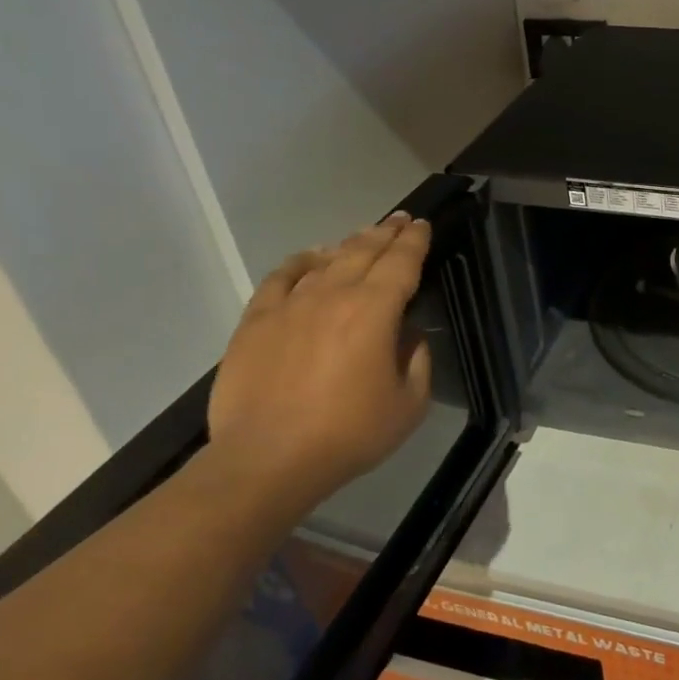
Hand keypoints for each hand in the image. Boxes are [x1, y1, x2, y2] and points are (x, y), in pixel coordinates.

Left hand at [207, 213, 433, 510]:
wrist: (268, 458)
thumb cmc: (349, 434)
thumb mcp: (409, 405)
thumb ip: (417, 360)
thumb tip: (408, 335)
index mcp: (375, 311)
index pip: (401, 262)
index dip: (415, 241)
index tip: (422, 226)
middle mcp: (333, 295)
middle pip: (364, 251)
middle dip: (386, 232)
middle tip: (400, 220)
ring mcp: (290, 304)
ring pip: (326, 259)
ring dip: (350, 244)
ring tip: (364, 236)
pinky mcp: (256, 320)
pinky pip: (281, 276)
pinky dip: (301, 261)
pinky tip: (311, 257)